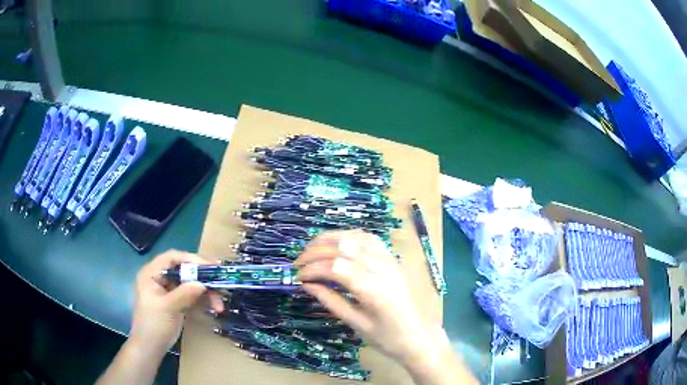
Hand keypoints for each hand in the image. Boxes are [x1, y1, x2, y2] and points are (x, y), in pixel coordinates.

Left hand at [129, 250, 223, 355]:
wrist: (150, 348)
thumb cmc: (153, 325)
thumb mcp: (167, 308)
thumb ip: (184, 294)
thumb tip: (202, 284)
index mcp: (152, 273)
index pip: (172, 258)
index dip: (191, 259)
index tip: (210, 266)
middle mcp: (160, 278)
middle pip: (184, 270)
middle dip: (202, 278)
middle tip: (220, 282)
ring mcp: (169, 290)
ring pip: (190, 283)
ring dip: (206, 292)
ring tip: (219, 304)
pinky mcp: (176, 302)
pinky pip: (192, 295)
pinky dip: (203, 300)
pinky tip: (214, 307)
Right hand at [295, 230, 438, 364]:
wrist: (417, 335)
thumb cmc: (386, 337)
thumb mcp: (355, 324)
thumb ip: (330, 300)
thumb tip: (306, 283)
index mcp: (374, 290)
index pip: (336, 268)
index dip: (312, 268)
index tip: (297, 276)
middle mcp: (383, 269)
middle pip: (343, 248)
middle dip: (315, 252)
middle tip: (297, 264)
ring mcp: (389, 260)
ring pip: (355, 238)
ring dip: (329, 240)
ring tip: (310, 249)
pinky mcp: (391, 258)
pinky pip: (368, 238)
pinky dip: (348, 236)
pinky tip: (335, 243)